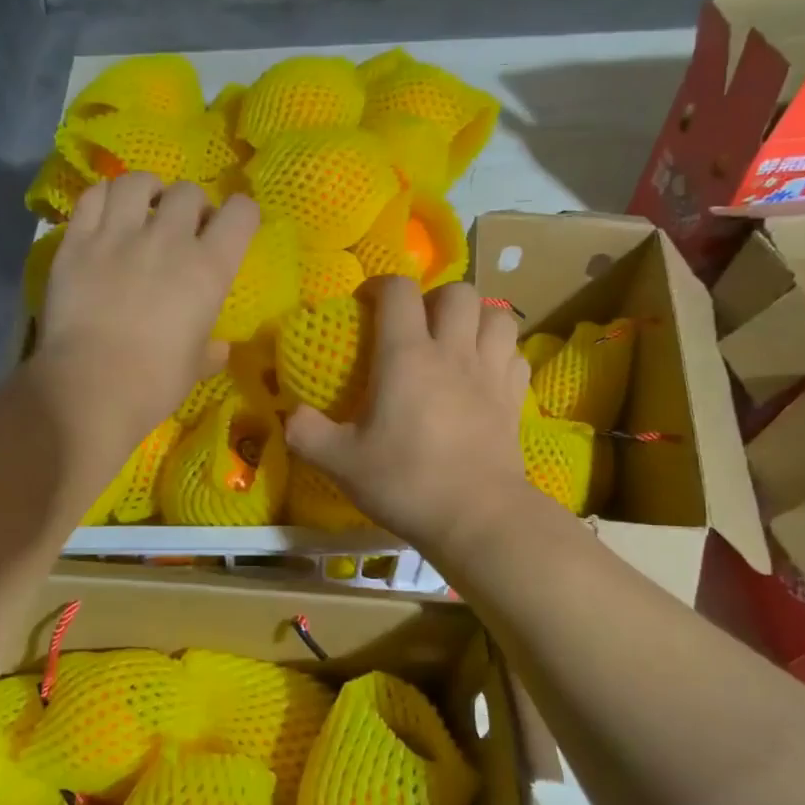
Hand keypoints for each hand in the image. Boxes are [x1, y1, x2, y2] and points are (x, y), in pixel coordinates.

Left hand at [34, 173, 258, 446]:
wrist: (92, 386)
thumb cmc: (156, 382)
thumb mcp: (196, 367)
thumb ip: (210, 350)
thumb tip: (218, 348)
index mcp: (209, 268)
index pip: (241, 213)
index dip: (241, 215)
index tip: (231, 229)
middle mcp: (168, 239)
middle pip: (188, 192)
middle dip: (191, 205)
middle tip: (181, 228)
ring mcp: (119, 234)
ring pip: (137, 181)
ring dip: (147, 190)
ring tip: (142, 207)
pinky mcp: (77, 241)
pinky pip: (93, 197)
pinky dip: (104, 197)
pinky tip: (106, 212)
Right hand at [285, 277, 535, 555]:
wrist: (476, 517)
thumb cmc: (405, 482)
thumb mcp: (339, 462)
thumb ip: (305, 432)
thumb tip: (290, 414)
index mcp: (407, 356)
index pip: (398, 291)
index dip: (380, 286)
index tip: (366, 305)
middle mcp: (453, 352)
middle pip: (457, 292)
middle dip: (434, 298)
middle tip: (416, 325)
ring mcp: (491, 372)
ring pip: (496, 315)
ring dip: (475, 318)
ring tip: (456, 340)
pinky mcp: (514, 398)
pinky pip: (514, 353)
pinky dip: (499, 352)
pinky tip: (483, 372)